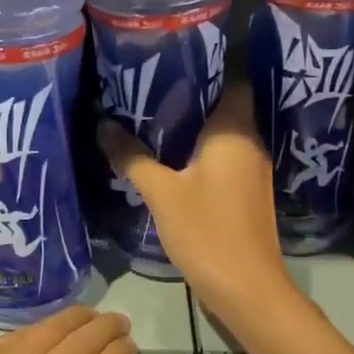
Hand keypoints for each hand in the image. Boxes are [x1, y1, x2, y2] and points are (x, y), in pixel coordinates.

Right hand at [98, 85, 292, 319]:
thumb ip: (133, 158)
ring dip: (192, 128)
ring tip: (152, 119)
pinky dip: (198, 153)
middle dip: (189, 98)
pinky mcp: (246, 193)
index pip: (231, 80)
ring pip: (221, 135)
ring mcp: (251, 170)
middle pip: (223, 106)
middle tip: (148, 90)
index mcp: (234, 131)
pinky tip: (170, 159)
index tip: (169, 63)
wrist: (247, 289)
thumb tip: (103, 125)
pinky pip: (221, 158)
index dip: (205, 68)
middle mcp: (249, 143)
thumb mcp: (162, 193)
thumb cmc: (207, 231)